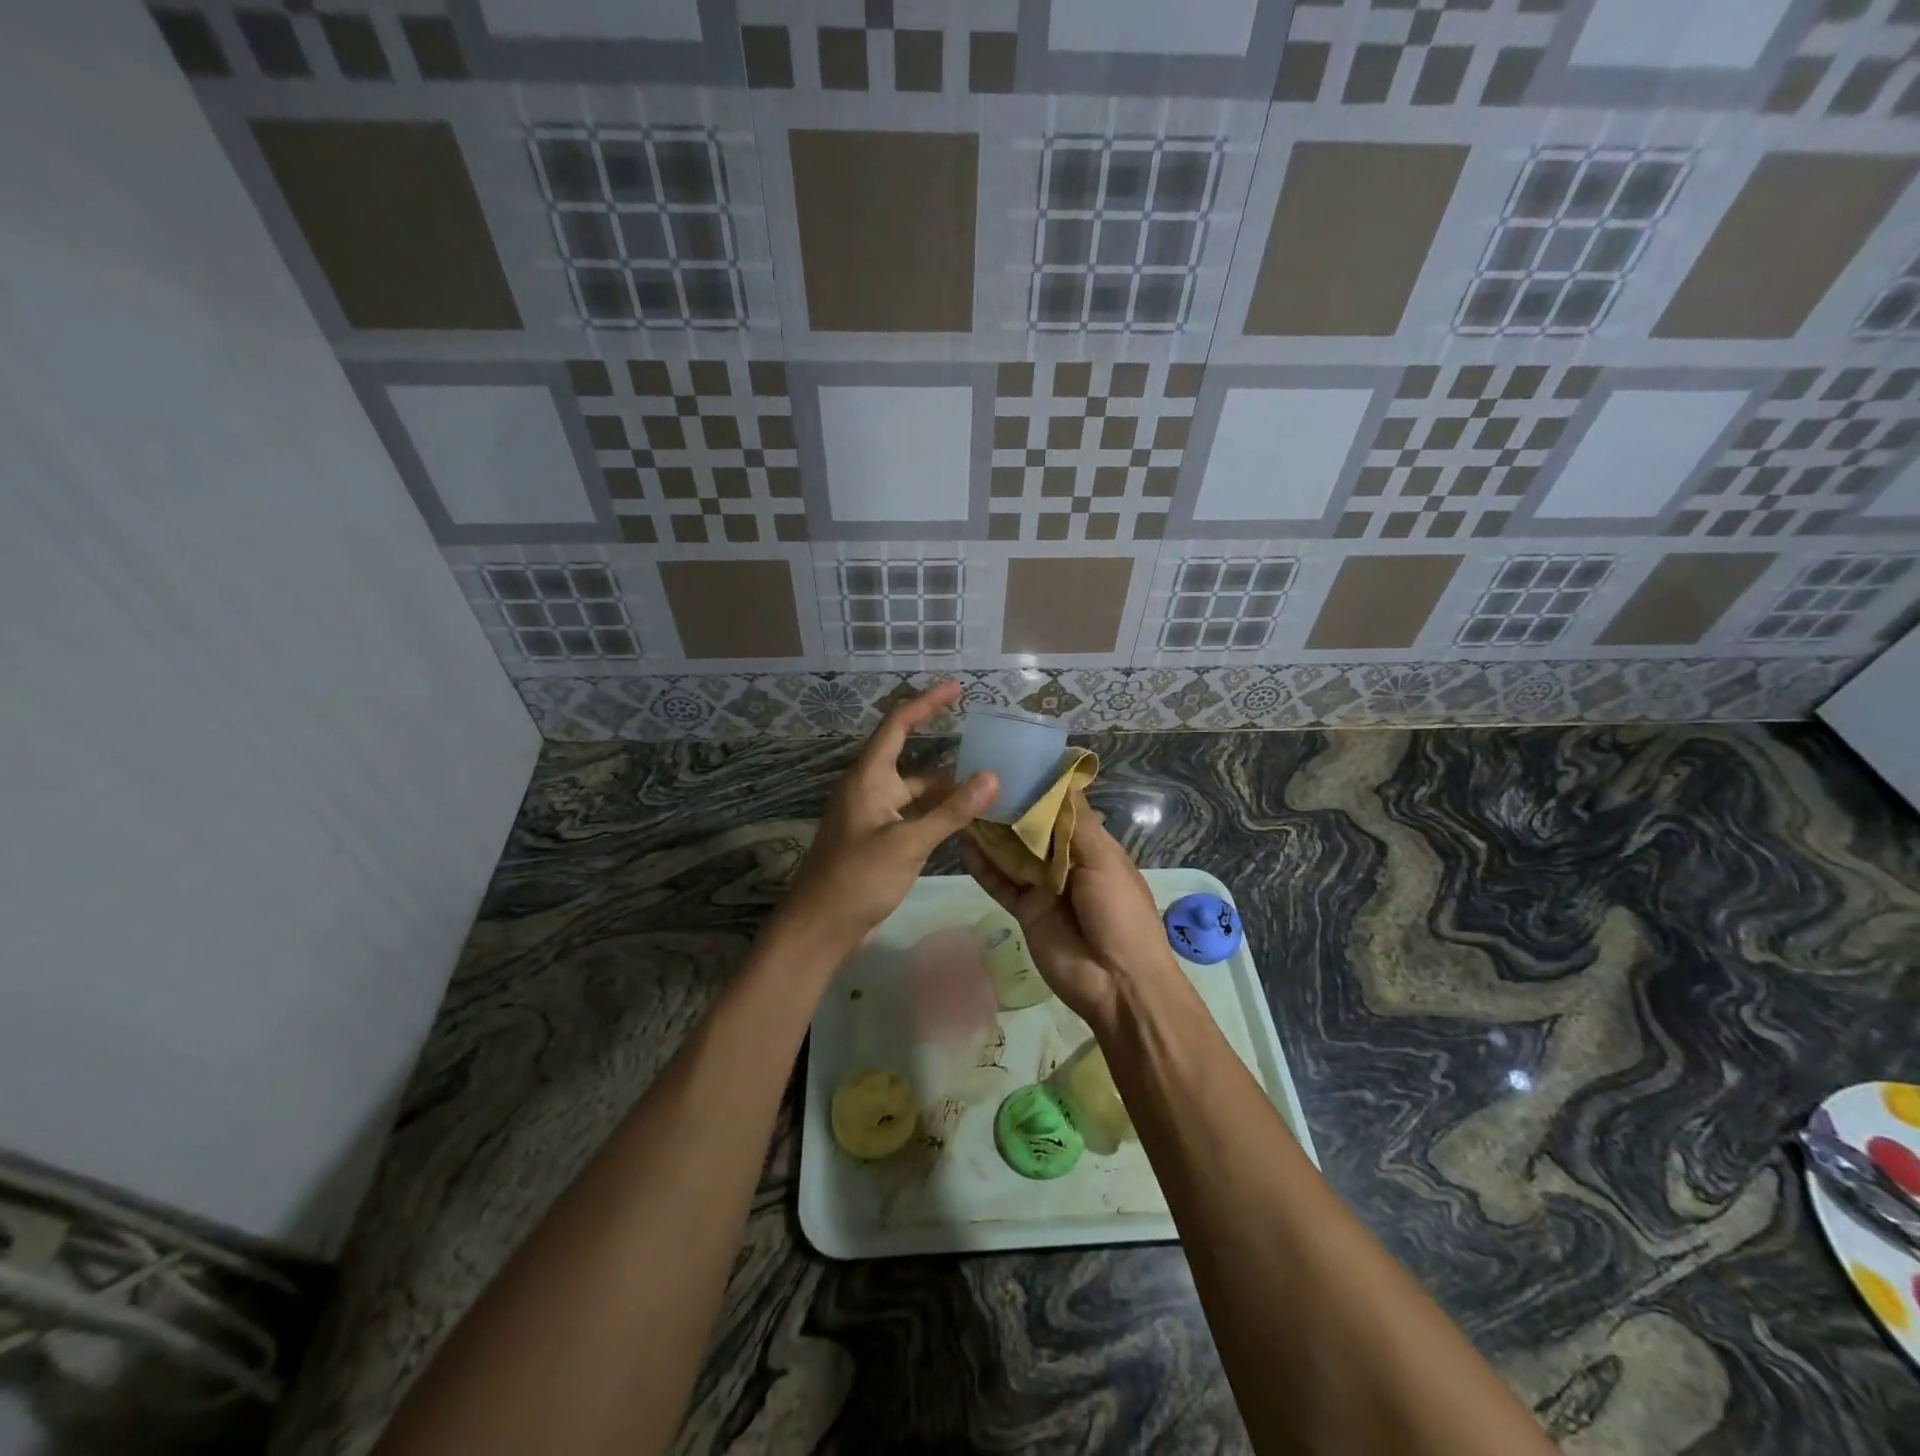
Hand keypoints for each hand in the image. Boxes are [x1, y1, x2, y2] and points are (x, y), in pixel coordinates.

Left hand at [780, 682, 996, 953]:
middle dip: (947, 754)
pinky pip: (913, 817)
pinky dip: (937, 815)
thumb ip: (951, 811)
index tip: (957, 688)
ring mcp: (873, 816)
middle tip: (987, 748)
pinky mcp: (878, 841)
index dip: (927, 703)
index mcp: (868, 778)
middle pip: (911, 759)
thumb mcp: (908, 843)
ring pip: (915, 793)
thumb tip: (993, 777)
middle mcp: (869, 789)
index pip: (898, 725)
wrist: (820, 928)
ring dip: (946, 790)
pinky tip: (966, 822)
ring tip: (988, 787)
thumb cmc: (858, 878)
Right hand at [959, 791, 1177, 1031]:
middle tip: (977, 781)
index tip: (1012, 763)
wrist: (1117, 983)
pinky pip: (1001, 884)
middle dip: (1010, 809)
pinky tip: (963, 844)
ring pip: (1013, 855)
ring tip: (964, 805)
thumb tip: (1061, 778)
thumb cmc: (1120, 913)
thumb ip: (1076, 823)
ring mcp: (1044, 888)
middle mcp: (1066, 862)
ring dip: (992, 834)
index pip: (1062, 810)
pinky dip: (984, 867)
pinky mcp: (1025, 911)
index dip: (1039, 789)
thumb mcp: (1105, 861)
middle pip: (1033, 830)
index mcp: (1093, 846)